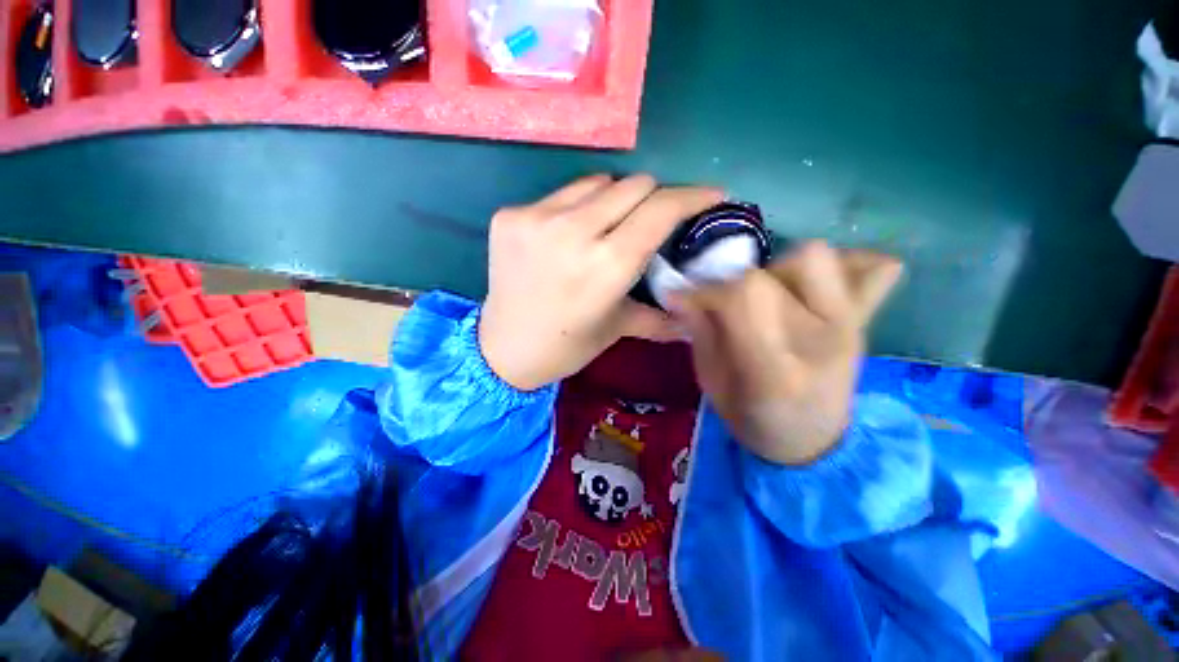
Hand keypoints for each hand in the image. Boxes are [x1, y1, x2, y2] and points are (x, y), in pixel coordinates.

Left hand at [479, 174, 723, 391]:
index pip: (661, 209)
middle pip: (634, 184)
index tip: (711, 194)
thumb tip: (695, 316)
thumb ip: (661, 315)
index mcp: (607, 265)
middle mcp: (574, 232)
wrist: (503, 348)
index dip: (692, 196)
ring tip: (608, 226)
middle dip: (654, 198)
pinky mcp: (511, 215)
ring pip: (598, 182)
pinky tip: (570, 233)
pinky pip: (561, 194)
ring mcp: (536, 218)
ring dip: (614, 199)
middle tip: (652, 219)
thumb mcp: (617, 328)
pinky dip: (578, 206)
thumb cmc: (567, 345)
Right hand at [672, 241, 902, 464]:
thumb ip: (700, 335)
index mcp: (775, 370)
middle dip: (730, 282)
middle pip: (768, 275)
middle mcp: (818, 340)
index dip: (703, 291)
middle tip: (721, 301)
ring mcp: (849, 325)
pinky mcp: (864, 320)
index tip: (682, 299)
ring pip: (814, 257)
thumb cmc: (752, 420)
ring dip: (777, 268)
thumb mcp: (712, 385)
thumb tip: (680, 295)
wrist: (812, 443)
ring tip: (766, 293)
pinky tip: (812, 283)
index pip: (739, 297)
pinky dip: (842, 263)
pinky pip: (872, 267)